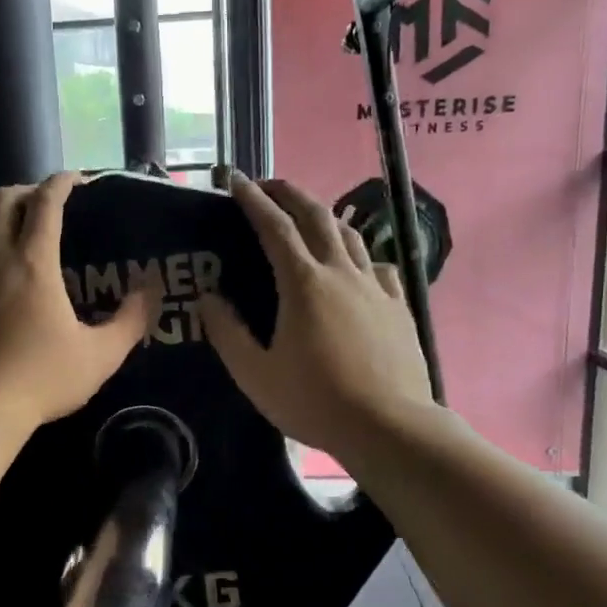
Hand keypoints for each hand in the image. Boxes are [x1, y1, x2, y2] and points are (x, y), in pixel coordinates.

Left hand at [0, 172, 158, 433]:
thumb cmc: (39, 381)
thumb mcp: (99, 357)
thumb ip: (130, 321)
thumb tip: (150, 291)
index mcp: (33, 262)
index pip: (46, 202)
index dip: (62, 183)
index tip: (76, 181)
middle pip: (3, 198)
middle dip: (26, 191)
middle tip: (44, 204)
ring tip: (8, 219)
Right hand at [198, 174, 437, 461]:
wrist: (388, 426)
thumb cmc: (315, 401)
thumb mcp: (256, 374)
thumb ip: (228, 333)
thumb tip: (208, 298)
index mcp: (302, 283)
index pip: (274, 226)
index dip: (252, 199)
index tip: (235, 180)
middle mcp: (341, 272)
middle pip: (316, 216)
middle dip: (290, 193)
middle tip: (268, 186)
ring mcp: (375, 286)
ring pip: (350, 234)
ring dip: (325, 216)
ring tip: (308, 216)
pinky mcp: (398, 305)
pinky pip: (378, 265)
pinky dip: (360, 254)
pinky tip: (356, 266)